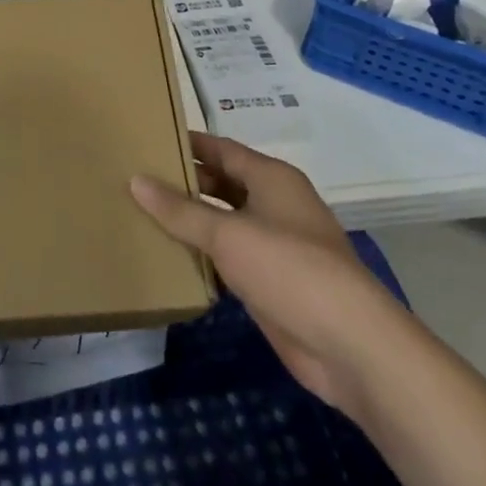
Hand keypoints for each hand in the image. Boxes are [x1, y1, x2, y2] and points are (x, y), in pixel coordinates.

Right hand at [130, 132, 410, 414]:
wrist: (350, 346)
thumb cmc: (290, 269)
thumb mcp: (228, 234)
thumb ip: (180, 210)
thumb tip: (135, 180)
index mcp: (271, 178)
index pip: (220, 149)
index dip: (186, 143)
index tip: (147, 138)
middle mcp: (275, 204)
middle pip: (222, 183)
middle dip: (184, 182)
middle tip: (135, 178)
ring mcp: (275, 245)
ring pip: (224, 222)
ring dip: (191, 221)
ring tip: (141, 213)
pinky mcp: (272, 283)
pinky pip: (229, 258)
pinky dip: (203, 256)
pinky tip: (170, 257)